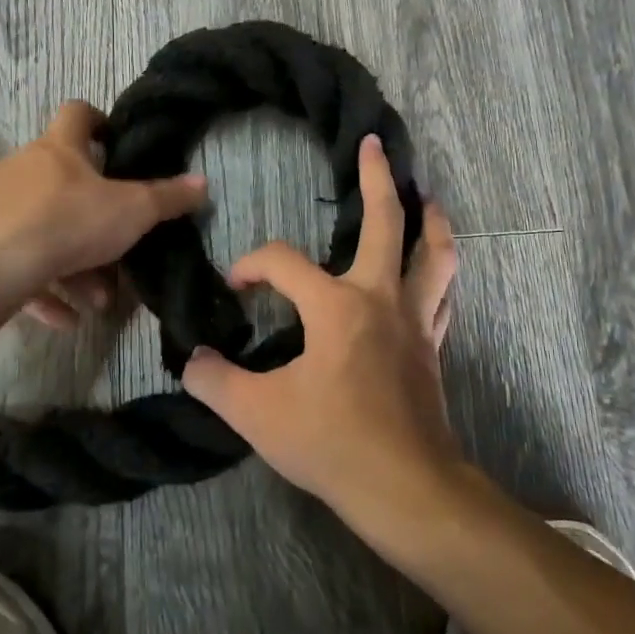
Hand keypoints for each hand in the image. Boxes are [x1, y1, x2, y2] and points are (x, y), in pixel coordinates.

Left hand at [0, 101, 207, 313]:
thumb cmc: (66, 222)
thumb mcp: (131, 212)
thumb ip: (167, 199)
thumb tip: (202, 184)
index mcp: (58, 149)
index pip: (77, 114)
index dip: (98, 122)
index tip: (114, 143)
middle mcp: (23, 168)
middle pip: (64, 183)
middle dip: (94, 219)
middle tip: (117, 250)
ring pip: (43, 230)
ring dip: (73, 264)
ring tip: (96, 301)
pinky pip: (17, 263)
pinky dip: (42, 287)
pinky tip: (64, 319)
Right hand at [181, 134, 460, 523]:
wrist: (407, 489)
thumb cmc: (332, 443)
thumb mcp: (257, 415)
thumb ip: (215, 382)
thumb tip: (192, 361)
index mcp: (336, 305)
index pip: (283, 262)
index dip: (252, 265)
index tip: (235, 287)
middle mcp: (380, 298)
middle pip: (386, 222)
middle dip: (378, 178)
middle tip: (373, 144)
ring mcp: (414, 321)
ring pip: (434, 254)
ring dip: (431, 220)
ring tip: (426, 196)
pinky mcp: (431, 347)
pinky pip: (442, 295)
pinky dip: (438, 271)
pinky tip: (431, 270)